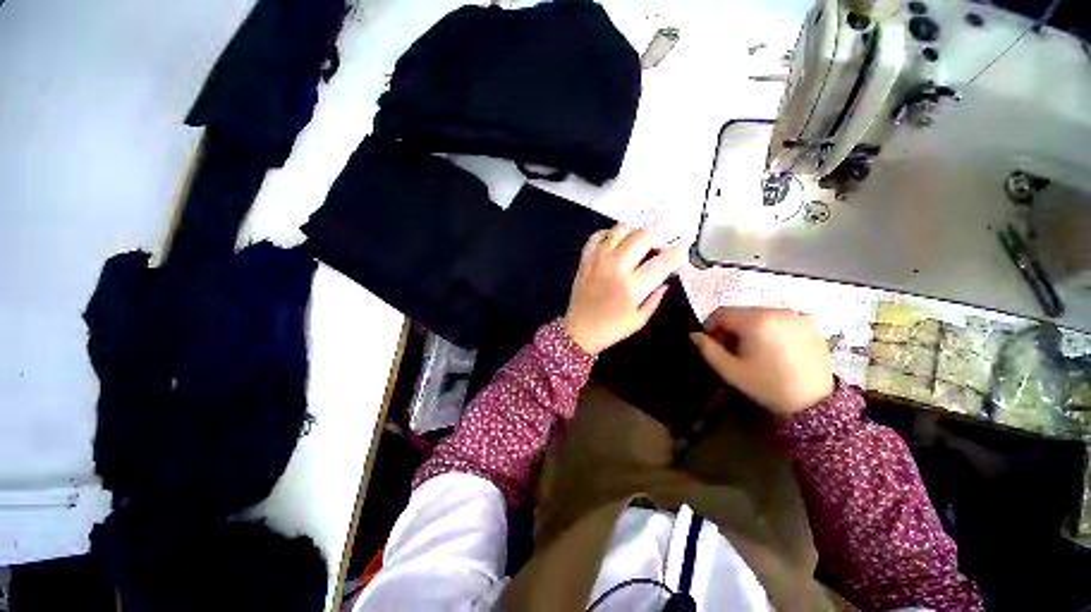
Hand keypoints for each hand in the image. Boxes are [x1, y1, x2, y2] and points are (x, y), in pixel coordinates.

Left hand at [563, 224, 685, 354]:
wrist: (579, 330)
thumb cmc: (612, 328)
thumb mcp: (640, 319)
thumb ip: (656, 297)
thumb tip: (667, 278)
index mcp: (632, 287)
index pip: (661, 262)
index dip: (677, 253)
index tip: (682, 250)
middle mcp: (616, 268)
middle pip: (642, 237)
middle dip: (659, 234)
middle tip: (663, 240)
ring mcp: (598, 260)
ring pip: (621, 230)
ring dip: (636, 231)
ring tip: (640, 240)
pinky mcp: (585, 259)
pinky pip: (598, 235)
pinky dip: (610, 234)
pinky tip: (617, 242)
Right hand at [690, 308, 833, 415]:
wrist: (815, 403)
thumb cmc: (767, 385)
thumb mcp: (730, 370)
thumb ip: (708, 349)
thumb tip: (694, 335)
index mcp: (755, 321)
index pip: (722, 312)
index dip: (711, 326)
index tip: (713, 344)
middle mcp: (776, 311)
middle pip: (741, 312)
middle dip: (731, 327)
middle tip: (732, 349)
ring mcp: (796, 316)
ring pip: (761, 314)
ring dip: (750, 327)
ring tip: (754, 349)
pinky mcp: (811, 324)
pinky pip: (781, 319)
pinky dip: (771, 328)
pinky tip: (775, 348)